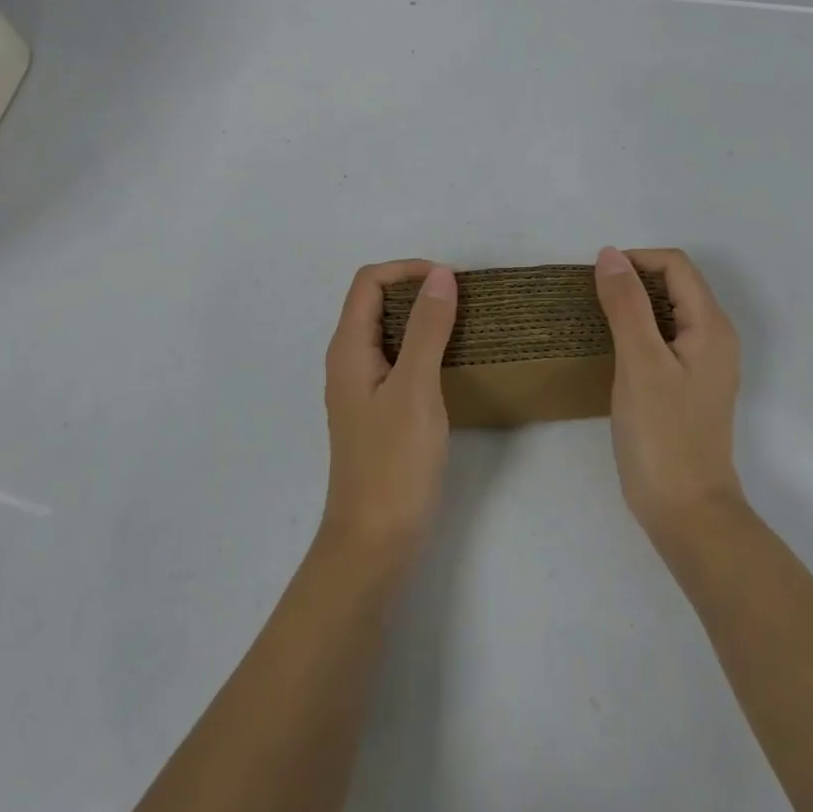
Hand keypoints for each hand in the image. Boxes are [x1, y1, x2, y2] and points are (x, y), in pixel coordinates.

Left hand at [319, 260, 457, 566]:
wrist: (375, 542)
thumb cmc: (394, 463)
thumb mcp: (415, 388)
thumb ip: (427, 329)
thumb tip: (439, 274)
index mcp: (348, 348)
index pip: (369, 282)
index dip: (407, 269)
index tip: (450, 281)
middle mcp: (349, 360)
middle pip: (376, 302)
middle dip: (417, 290)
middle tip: (462, 300)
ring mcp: (362, 387)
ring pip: (389, 331)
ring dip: (422, 318)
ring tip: (464, 324)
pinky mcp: (379, 409)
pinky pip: (399, 359)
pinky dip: (424, 347)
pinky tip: (452, 361)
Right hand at [594, 247, 744, 550]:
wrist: (686, 512)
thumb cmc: (663, 434)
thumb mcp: (640, 362)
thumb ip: (626, 304)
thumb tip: (610, 254)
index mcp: (711, 326)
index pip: (676, 266)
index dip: (636, 261)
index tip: (597, 280)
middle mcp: (715, 338)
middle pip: (675, 285)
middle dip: (634, 281)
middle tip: (593, 300)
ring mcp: (704, 364)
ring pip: (668, 312)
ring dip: (634, 306)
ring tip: (597, 320)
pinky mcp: (689, 386)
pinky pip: (665, 339)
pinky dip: (638, 331)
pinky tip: (613, 351)